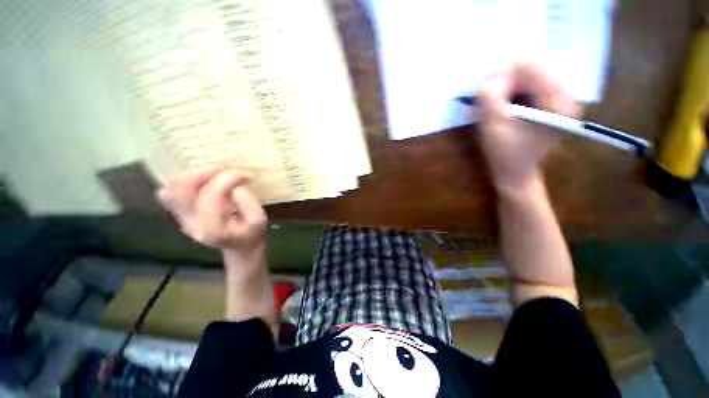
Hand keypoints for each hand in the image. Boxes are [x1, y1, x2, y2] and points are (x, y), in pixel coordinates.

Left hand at [156, 168, 267, 258]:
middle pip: (180, 190)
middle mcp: (190, 223)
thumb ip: (248, 202)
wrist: (240, 246)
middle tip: (222, 169)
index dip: (227, 180)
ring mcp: (181, 218)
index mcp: (212, 229)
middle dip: (201, 172)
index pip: (211, 196)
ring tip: (212, 173)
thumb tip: (235, 186)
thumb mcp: (259, 219)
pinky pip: (169, 192)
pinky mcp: (180, 212)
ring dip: (189, 175)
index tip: (244, 175)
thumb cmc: (252, 232)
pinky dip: (182, 181)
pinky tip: (202, 180)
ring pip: (170, 189)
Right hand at [475, 63, 578, 193]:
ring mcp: (555, 100)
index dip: (503, 72)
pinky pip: (526, 87)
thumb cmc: (505, 156)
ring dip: (504, 86)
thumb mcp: (494, 128)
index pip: (532, 66)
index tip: (483, 87)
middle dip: (503, 79)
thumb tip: (485, 78)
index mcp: (557, 102)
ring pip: (526, 77)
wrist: (515, 174)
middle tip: (483, 95)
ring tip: (488, 103)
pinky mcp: (546, 105)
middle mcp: (563, 95)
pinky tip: (498, 105)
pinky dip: (508, 92)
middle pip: (530, 69)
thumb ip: (490, 101)